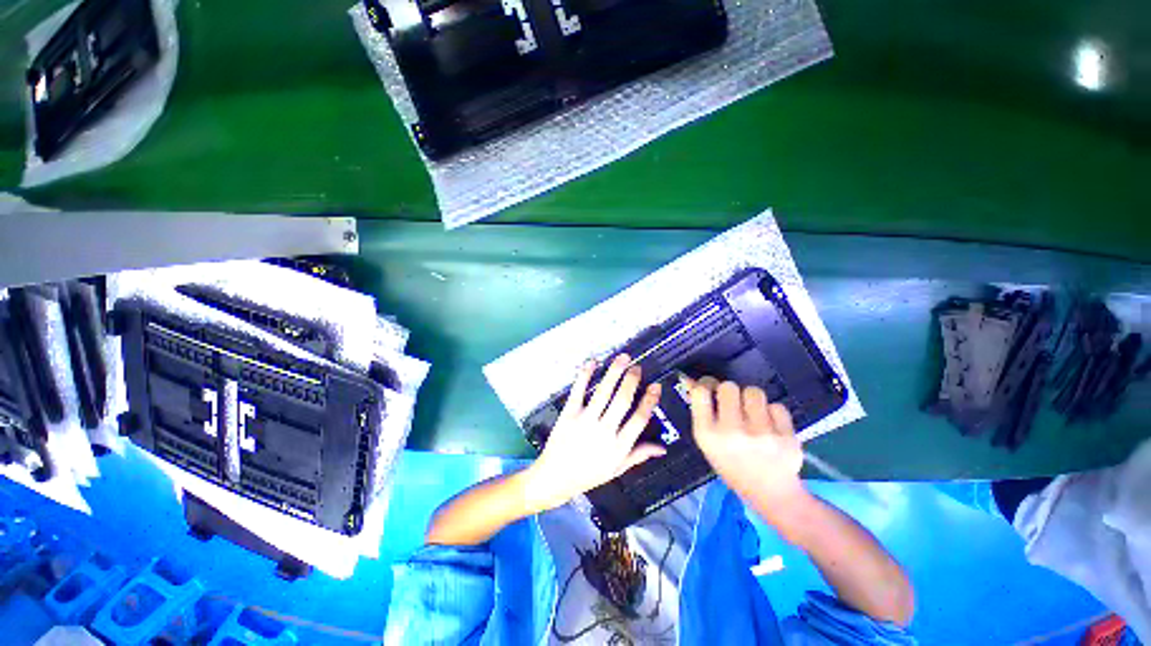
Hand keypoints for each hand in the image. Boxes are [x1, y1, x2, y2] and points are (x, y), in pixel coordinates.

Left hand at [525, 355, 665, 511]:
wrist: (554, 477)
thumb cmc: (587, 474)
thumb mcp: (616, 469)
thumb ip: (639, 455)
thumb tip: (662, 448)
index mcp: (618, 447)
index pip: (639, 419)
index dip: (649, 401)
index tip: (656, 386)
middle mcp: (604, 431)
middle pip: (622, 400)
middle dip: (632, 380)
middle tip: (638, 367)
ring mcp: (585, 420)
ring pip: (604, 392)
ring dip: (615, 372)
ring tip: (623, 357)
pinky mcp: (569, 413)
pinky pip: (579, 390)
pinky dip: (585, 374)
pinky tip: (593, 362)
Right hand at [685, 376, 803, 503]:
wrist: (771, 494)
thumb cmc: (732, 464)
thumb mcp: (708, 443)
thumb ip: (702, 413)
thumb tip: (693, 380)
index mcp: (707, 435)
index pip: (700, 392)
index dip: (705, 385)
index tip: (710, 389)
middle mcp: (732, 432)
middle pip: (728, 386)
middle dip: (730, 392)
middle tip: (734, 404)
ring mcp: (761, 434)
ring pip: (754, 392)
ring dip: (751, 399)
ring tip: (753, 414)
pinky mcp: (786, 435)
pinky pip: (776, 406)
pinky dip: (772, 413)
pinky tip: (771, 427)